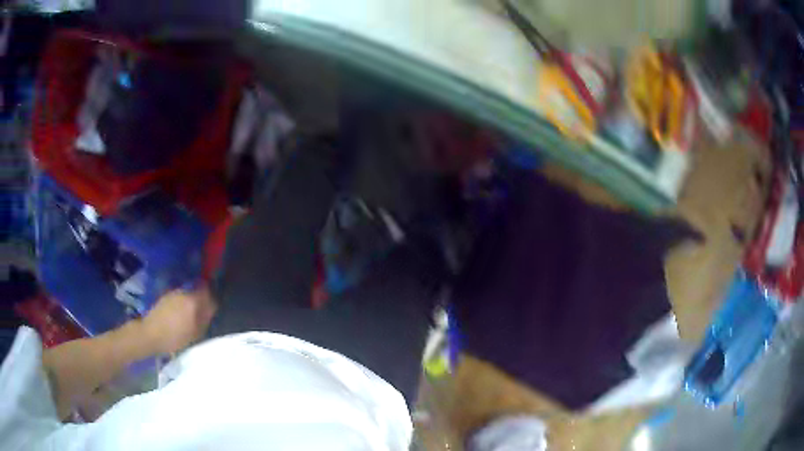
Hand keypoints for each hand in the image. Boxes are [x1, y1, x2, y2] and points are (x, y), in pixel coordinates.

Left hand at [141, 286, 217, 354]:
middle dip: (202, 301)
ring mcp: (174, 293)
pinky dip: (182, 304)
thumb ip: (205, 320)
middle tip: (202, 315)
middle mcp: (184, 293)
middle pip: (199, 292)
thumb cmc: (174, 337)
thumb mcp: (194, 334)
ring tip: (190, 316)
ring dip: (191, 302)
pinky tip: (179, 315)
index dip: (213, 302)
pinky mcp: (165, 296)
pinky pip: (179, 298)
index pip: (210, 295)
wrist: (150, 334)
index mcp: (194, 301)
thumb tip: (210, 311)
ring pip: (188, 295)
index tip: (213, 311)